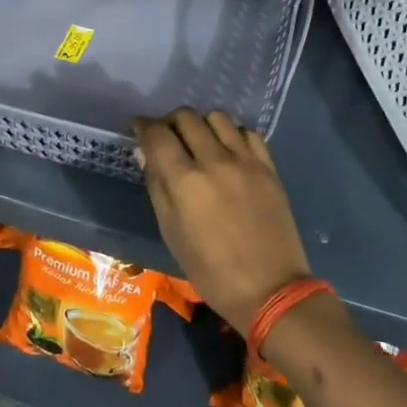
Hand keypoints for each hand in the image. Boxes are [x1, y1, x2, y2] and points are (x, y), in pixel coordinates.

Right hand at [134, 109, 311, 334]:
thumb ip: (156, 186)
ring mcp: (245, 161)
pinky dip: (232, 134)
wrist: (269, 289)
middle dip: (170, 122)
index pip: (157, 134)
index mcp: (185, 181)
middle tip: (167, 137)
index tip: (137, 127)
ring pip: (217, 117)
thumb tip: (145, 152)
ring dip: (201, 124)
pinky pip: (247, 132)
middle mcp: (214, 161)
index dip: (142, 125)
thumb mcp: (171, 231)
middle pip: (186, 117)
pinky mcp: (268, 168)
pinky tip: (228, 151)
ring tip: (199, 141)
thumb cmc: (210, 270)